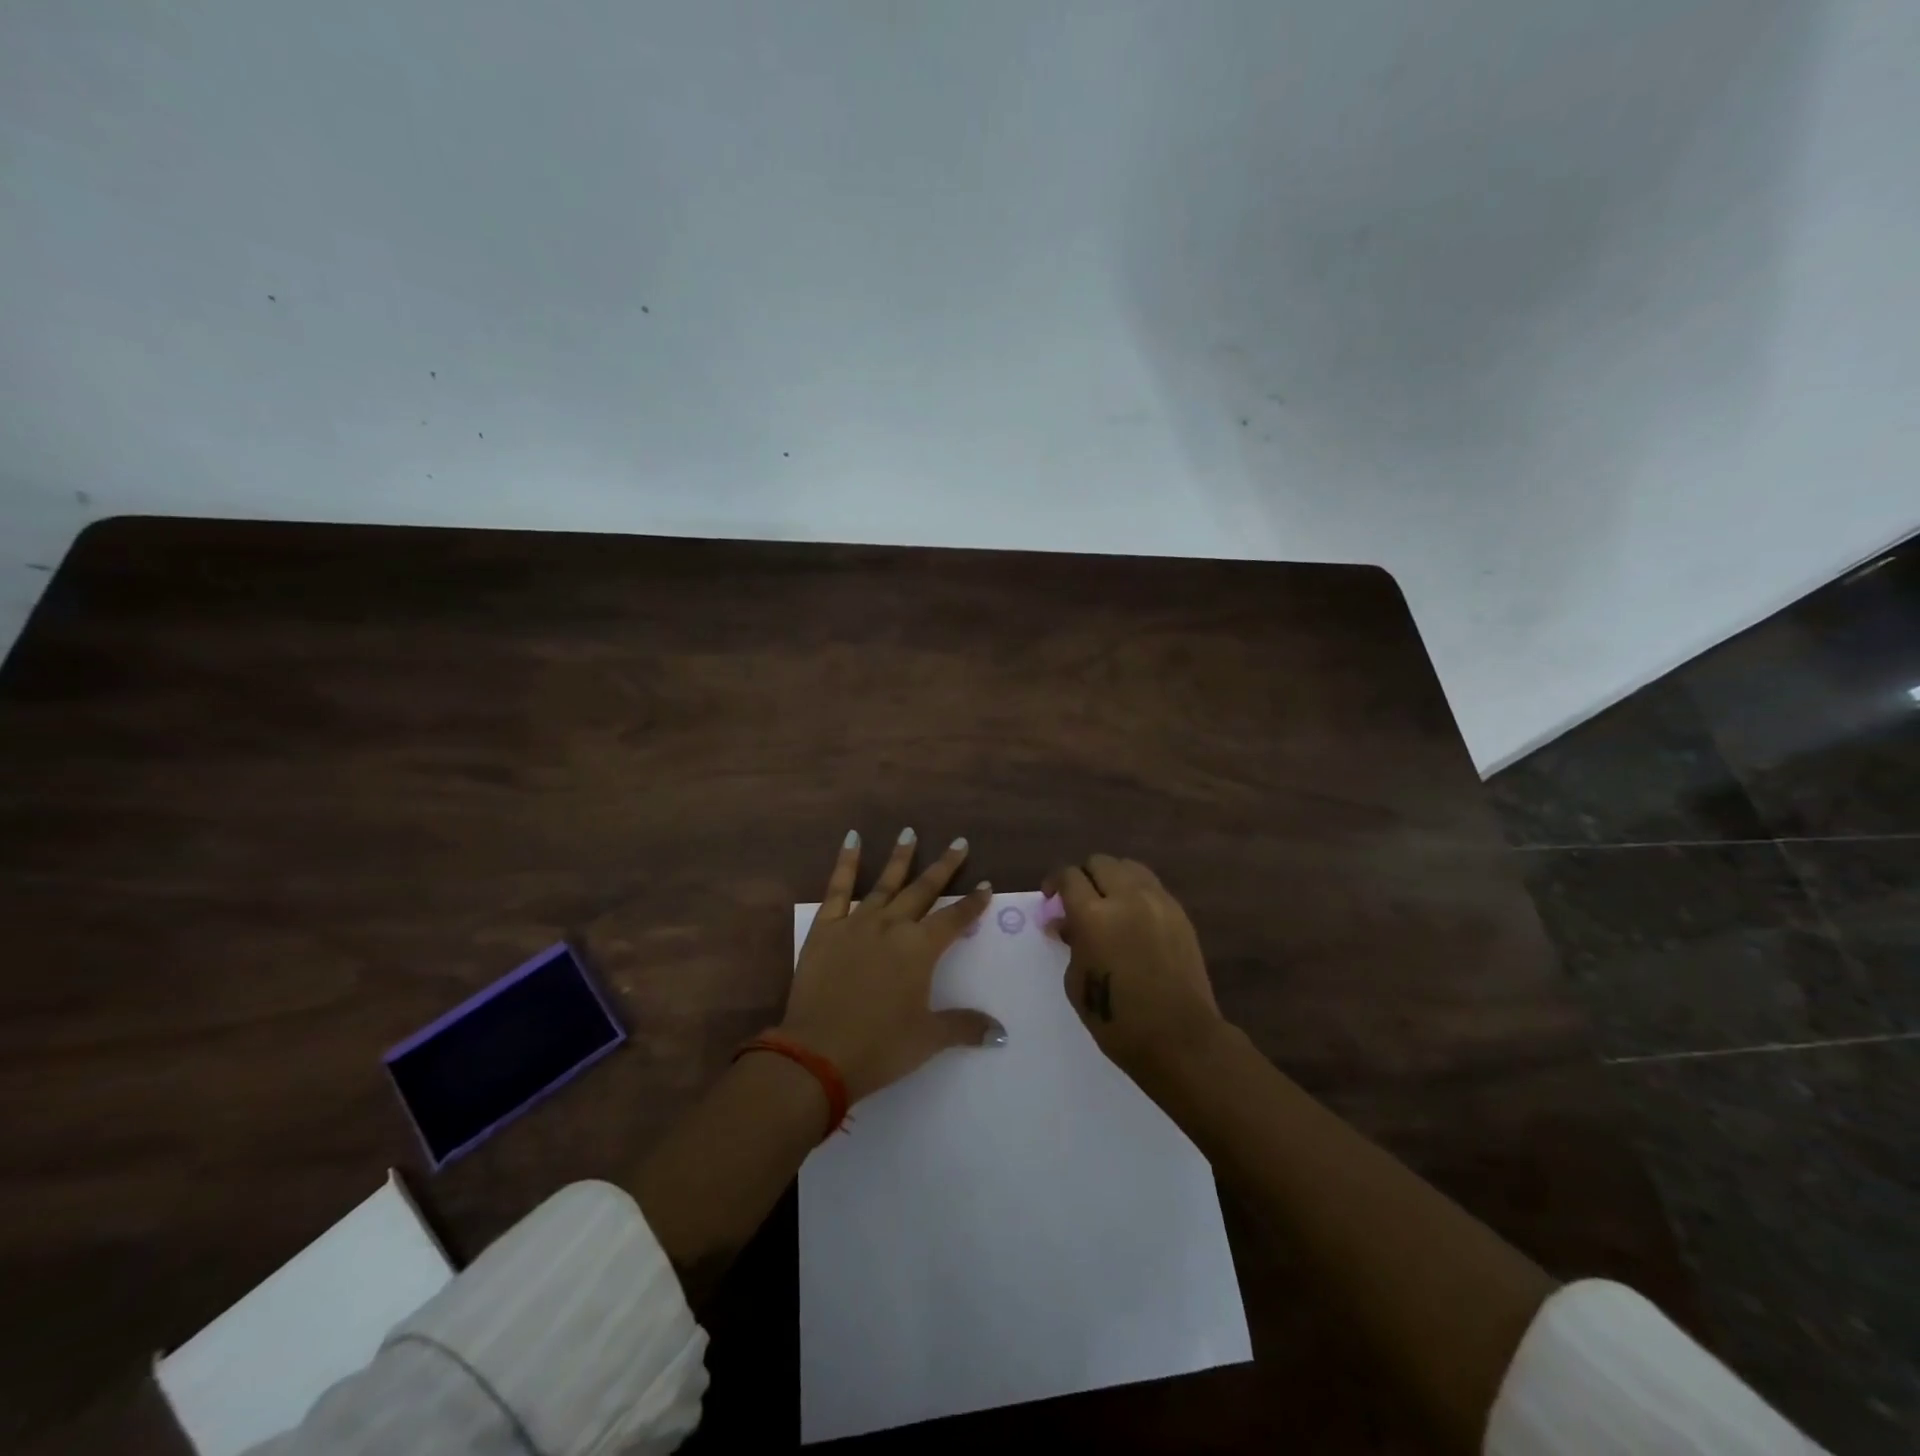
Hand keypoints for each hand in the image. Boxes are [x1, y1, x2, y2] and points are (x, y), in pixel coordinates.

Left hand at [781, 829, 1001, 1102]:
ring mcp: (857, 922)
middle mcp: (892, 925)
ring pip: (885, 883)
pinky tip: (852, 840)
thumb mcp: (928, 1039)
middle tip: (959, 842)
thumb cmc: (879, 1046)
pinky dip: (846, 863)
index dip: (972, 903)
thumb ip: (964, 1026)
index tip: (985, 886)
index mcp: (920, 949)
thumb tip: (1001, 1034)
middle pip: (924, 890)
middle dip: (944, 867)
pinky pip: (838, 888)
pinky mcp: (826, 927)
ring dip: (901, 857)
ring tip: (910, 832)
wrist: (818, 1053)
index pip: (954, 919)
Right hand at [1045, 854, 1224, 1083]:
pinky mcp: (1179, 913)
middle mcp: (1126, 897)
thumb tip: (1065, 923)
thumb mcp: (1077, 982)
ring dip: (1112, 878)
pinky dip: (1136, 891)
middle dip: (1084, 876)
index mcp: (1093, 915)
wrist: (1180, 1038)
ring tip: (1108, 902)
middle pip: (1099, 863)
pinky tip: (1133, 917)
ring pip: (1129, 867)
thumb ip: (1071, 943)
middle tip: (1078, 900)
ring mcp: (1158, 902)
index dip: (1055, 882)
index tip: (1051, 898)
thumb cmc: (1117, 1020)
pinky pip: (1151, 886)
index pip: (1069, 876)